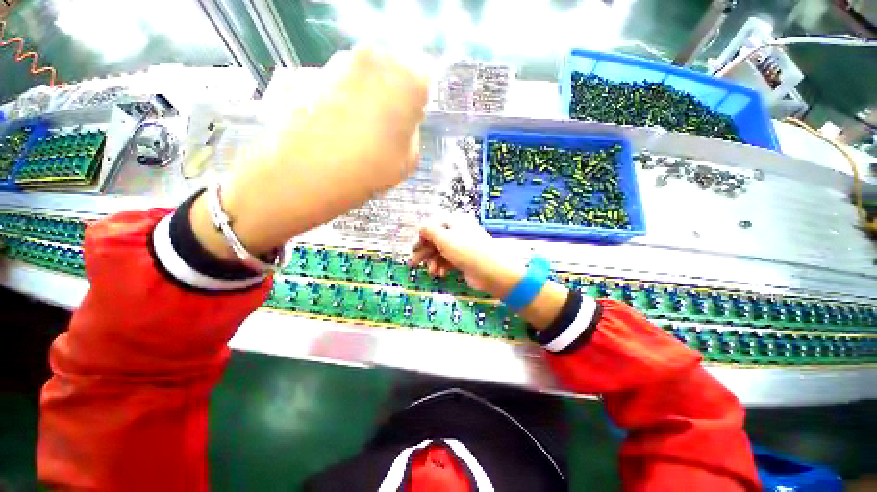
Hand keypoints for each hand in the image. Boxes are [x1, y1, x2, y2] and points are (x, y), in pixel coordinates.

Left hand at [192, 46, 429, 260]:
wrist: (307, 174)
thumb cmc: (370, 169)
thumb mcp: (409, 161)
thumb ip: (412, 134)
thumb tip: (402, 124)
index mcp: (406, 80)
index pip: (422, 82)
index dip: (415, 106)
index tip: (406, 126)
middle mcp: (373, 59)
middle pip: (391, 74)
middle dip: (390, 97)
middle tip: (382, 129)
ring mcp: (337, 62)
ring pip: (362, 77)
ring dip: (364, 98)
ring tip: (354, 131)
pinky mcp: (309, 72)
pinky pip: (336, 84)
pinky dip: (339, 100)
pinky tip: (332, 127)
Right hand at [409, 215, 525, 298]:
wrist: (492, 272)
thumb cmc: (467, 251)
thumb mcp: (445, 239)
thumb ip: (429, 231)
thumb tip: (420, 227)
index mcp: (456, 221)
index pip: (433, 226)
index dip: (422, 237)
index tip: (414, 248)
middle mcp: (459, 231)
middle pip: (436, 240)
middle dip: (424, 252)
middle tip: (412, 263)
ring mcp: (462, 246)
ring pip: (441, 251)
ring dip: (433, 261)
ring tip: (431, 272)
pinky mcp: (464, 259)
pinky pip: (449, 260)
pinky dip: (443, 266)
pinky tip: (441, 274)